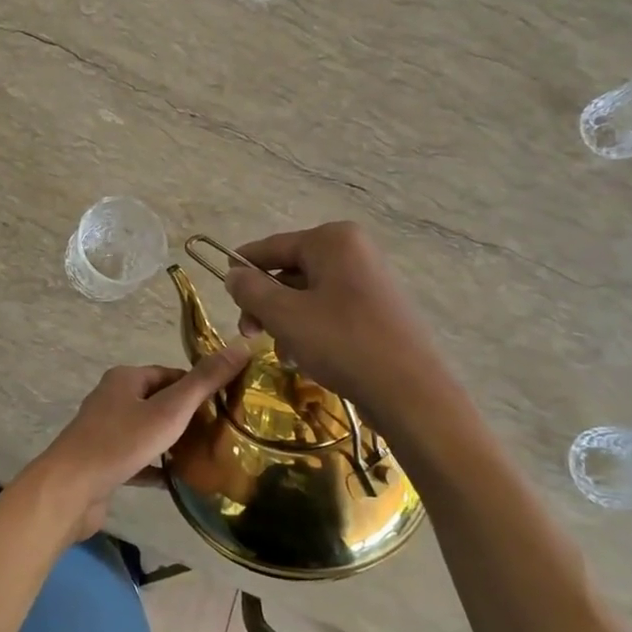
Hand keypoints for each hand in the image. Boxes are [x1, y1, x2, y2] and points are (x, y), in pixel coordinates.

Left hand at [24, 343, 249, 541]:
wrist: (71, 489)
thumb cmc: (121, 442)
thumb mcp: (170, 410)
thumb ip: (205, 381)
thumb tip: (241, 346)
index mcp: (125, 378)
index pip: (171, 374)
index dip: (198, 388)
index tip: (226, 407)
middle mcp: (112, 399)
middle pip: (159, 402)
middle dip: (188, 416)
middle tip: (221, 434)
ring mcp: (105, 431)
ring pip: (148, 431)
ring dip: (173, 443)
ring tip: (206, 457)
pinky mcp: (103, 462)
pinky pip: (138, 460)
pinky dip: (157, 467)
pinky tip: (179, 481)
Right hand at [223, 221, 440, 425]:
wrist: (410, 391)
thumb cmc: (342, 342)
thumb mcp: (284, 314)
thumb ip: (250, 290)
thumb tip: (233, 275)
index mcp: (332, 240)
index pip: (272, 246)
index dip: (242, 266)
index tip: (222, 288)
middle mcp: (354, 251)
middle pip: (291, 271)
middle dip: (266, 303)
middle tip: (249, 333)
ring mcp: (370, 280)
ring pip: (309, 295)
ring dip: (287, 322)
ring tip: (284, 353)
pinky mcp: (379, 310)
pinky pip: (331, 311)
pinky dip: (312, 330)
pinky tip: (306, 359)